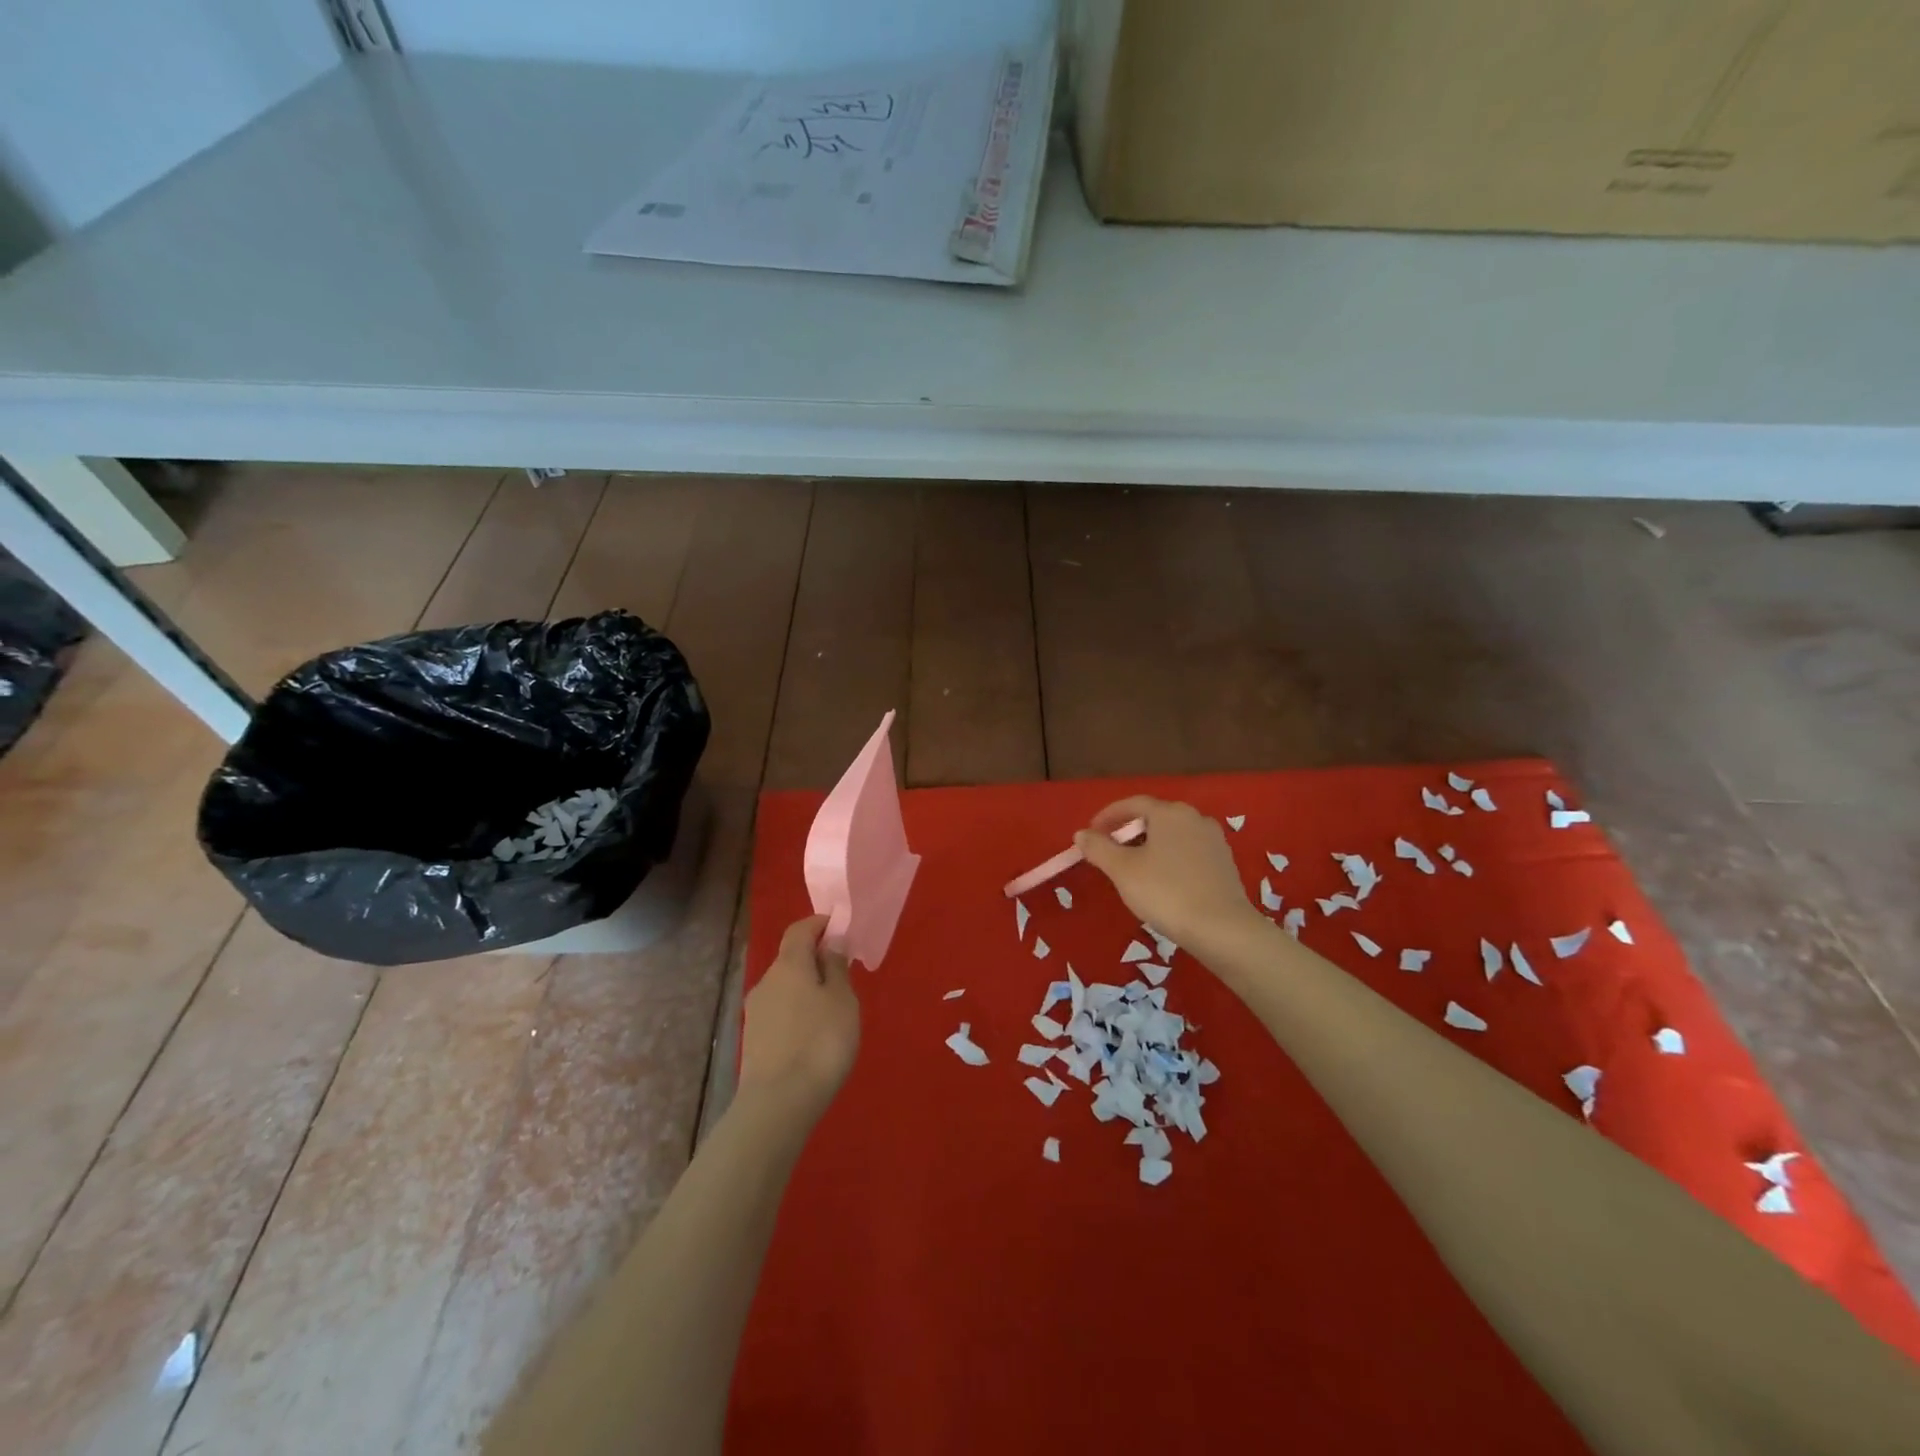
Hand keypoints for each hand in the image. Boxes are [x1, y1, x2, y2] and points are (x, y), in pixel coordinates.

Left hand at [737, 915, 860, 1121]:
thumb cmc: (820, 1042)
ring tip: (832, 1009)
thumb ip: (837, 966)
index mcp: (789, 964)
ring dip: (806, 988)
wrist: (778, 1103)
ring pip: (784, 987)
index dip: (819, 924)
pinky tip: (812, 1034)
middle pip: (791, 958)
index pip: (800, 929)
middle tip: (843, 974)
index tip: (840, 929)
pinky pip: (779, 1012)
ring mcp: (756, 1011)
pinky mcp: (753, 1039)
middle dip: (815, 959)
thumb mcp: (843, 1000)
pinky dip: (797, 1012)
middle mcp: (767, 981)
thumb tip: (830, 942)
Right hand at [1075, 798, 1263, 955]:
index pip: (1132, 804)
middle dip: (1129, 831)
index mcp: (1169, 813)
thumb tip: (1081, 834)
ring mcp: (1214, 840)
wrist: (1222, 929)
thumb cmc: (1166, 892)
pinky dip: (1170, 859)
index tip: (1091, 833)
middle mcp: (1195, 818)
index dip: (1108, 816)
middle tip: (1110, 852)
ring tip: (1134, 869)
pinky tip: (1163, 882)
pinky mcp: (1225, 863)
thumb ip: (1098, 848)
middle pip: (1154, 818)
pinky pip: (1189, 852)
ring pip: (1173, 836)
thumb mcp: (1122, 870)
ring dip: (1150, 846)